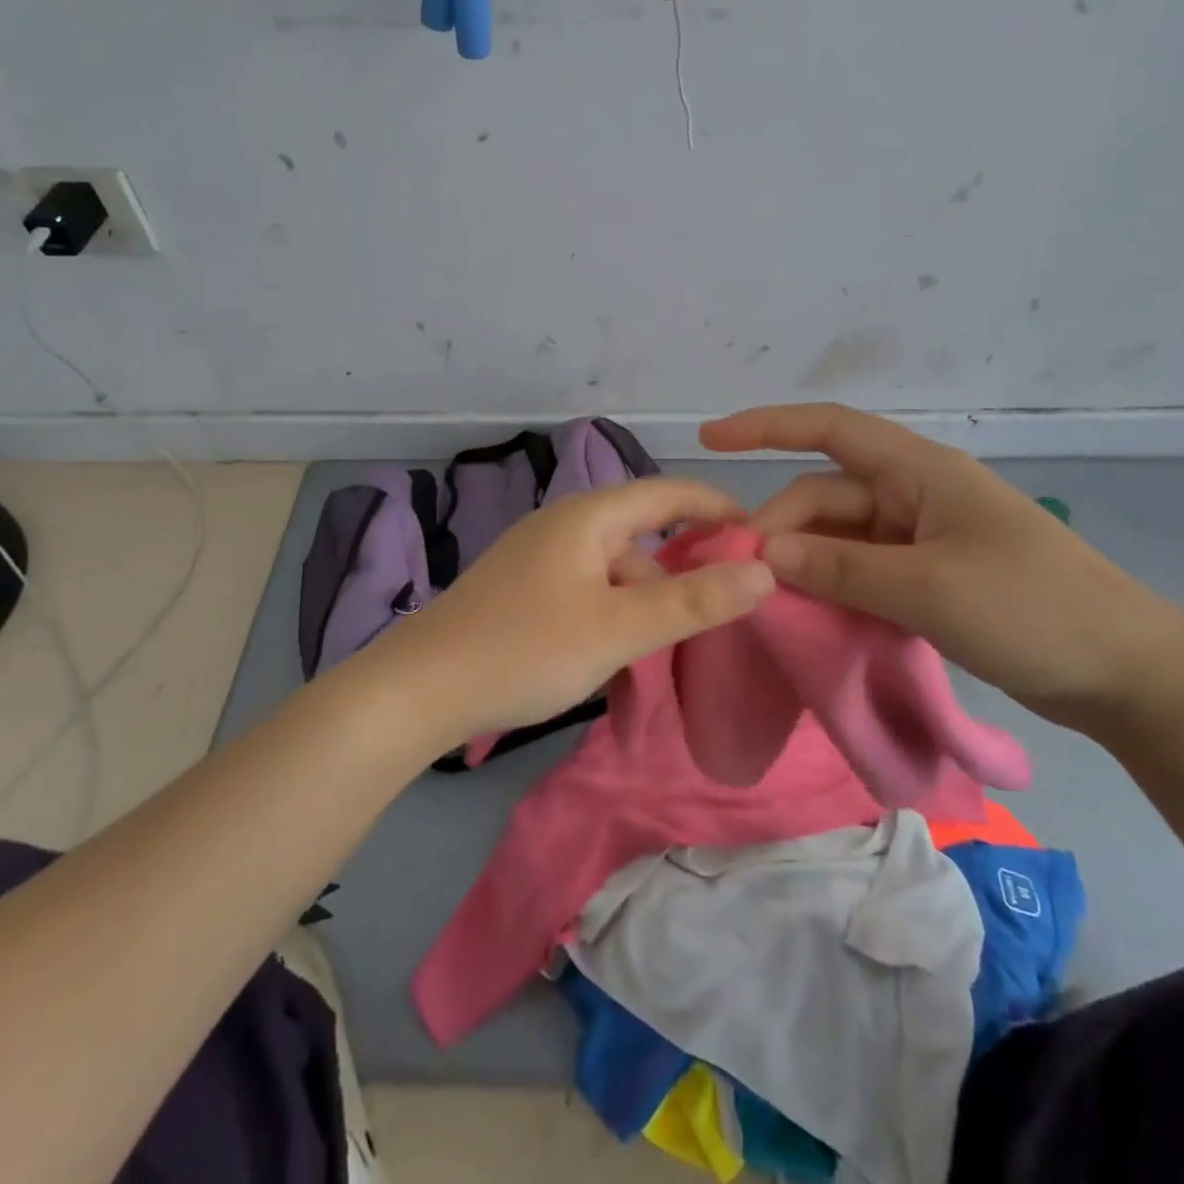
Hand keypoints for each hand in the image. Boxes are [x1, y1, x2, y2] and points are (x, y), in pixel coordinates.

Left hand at [367, 478, 774, 744]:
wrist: (418, 690)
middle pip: (643, 540)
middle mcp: (564, 527)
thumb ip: (694, 601)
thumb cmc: (525, 649)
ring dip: (644, 612)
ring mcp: (540, 560)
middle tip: (718, 618)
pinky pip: (588, 596)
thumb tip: (765, 570)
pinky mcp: (524, 592)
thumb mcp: (619, 629)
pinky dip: (612, 623)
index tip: (761, 536)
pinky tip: (615, 662)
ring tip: (659, 663)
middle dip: (681, 577)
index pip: (669, 492)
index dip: (718, 507)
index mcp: (588, 517)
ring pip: (615, 576)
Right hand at [701, 404, 1183, 728]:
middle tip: (744, 576)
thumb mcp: (929, 588)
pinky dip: (832, 587)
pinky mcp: (928, 578)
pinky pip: (862, 571)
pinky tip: (808, 615)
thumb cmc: (1034, 611)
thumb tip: (764, 552)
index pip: (830, 429)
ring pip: (840, 537)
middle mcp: (915, 495)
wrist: (1128, 674)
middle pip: (826, 495)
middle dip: (781, 527)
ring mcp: (922, 539)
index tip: (710, 439)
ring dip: (804, 562)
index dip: (766, 426)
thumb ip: (841, 567)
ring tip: (768, 601)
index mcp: (920, 472)